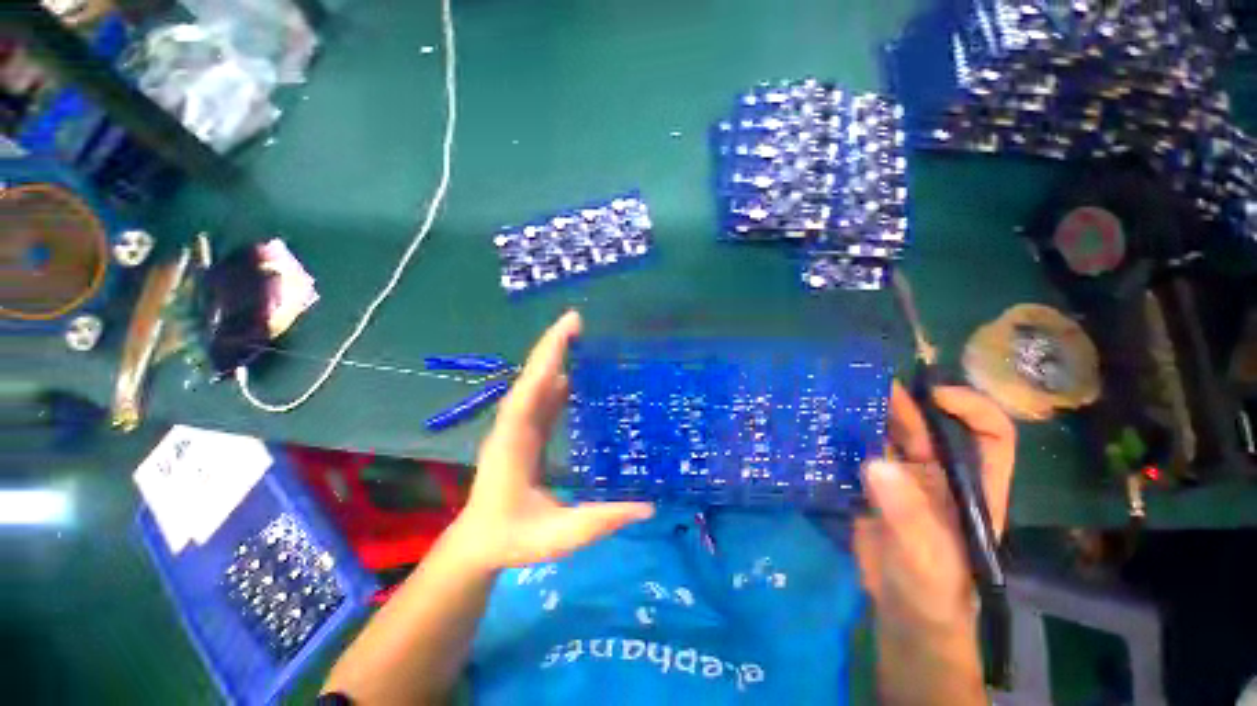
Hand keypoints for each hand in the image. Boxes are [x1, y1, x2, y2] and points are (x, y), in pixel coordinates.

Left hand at [448, 311, 654, 571]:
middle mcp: (514, 425)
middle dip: (555, 346)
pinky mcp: (525, 432)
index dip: (549, 355)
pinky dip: (556, 379)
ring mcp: (518, 427)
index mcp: (515, 441)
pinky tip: (574, 374)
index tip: (570, 326)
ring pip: (536, 383)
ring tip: (580, 336)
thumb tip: (649, 505)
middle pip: (533, 377)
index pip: (531, 388)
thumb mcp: (559, 536)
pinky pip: (542, 398)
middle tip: (579, 320)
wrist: (479, 545)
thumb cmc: (513, 539)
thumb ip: (601, 520)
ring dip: (555, 358)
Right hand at [853, 382, 1015, 635]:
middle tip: (865, 382)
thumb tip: (876, 464)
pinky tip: (824, 429)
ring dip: (869, 416)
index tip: (933, 396)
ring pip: (890, 437)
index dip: (970, 407)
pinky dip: (845, 439)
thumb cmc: (932, 589)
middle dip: (904, 403)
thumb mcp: (927, 556)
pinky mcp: (874, 488)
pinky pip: (860, 453)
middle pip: (928, 428)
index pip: (989, 435)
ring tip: (839, 397)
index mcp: (972, 486)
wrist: (903, 612)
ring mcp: (905, 481)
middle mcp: (940, 475)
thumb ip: (906, 513)